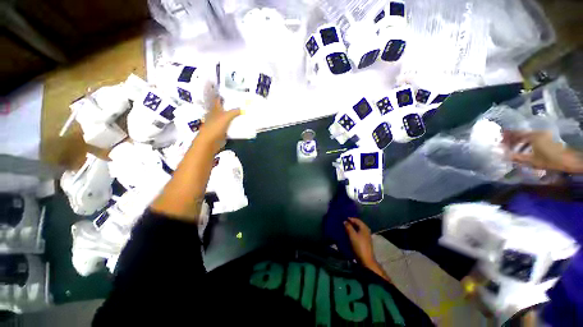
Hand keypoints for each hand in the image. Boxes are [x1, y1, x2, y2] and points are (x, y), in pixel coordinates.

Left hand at [198, 94, 240, 150]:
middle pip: (225, 109)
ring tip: (244, 114)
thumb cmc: (215, 127)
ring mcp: (219, 124)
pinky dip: (235, 125)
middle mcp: (216, 115)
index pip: (219, 100)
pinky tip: (241, 125)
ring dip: (234, 117)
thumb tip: (243, 108)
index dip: (224, 96)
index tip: (233, 94)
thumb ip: (234, 112)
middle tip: (242, 104)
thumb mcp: (226, 117)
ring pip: (228, 118)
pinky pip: (230, 126)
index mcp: (215, 109)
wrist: (210, 142)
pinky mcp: (222, 131)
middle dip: (232, 107)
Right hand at [344, 218, 390, 281]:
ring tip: (345, 228)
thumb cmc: (359, 246)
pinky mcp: (365, 242)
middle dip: (351, 223)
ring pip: (358, 229)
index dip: (350, 218)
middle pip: (358, 224)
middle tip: (343, 222)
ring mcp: (366, 237)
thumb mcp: (352, 235)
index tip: (343, 218)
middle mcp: (366, 231)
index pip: (357, 220)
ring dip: (352, 228)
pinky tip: (349, 234)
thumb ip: (348, 227)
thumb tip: (345, 221)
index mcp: (364, 228)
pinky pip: (358, 234)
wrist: (365, 260)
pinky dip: (353, 232)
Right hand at [503, 131, 582, 172]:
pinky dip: (525, 142)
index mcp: (532, 136)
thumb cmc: (549, 160)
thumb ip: (516, 157)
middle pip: (521, 134)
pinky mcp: (547, 139)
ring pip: (527, 136)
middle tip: (504, 144)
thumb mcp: (531, 161)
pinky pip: (532, 138)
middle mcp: (537, 133)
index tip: (498, 139)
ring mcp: (543, 135)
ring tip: (512, 147)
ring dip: (519, 141)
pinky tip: (523, 148)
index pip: (516, 133)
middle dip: (512, 138)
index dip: (506, 136)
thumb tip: (502, 155)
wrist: (568, 161)